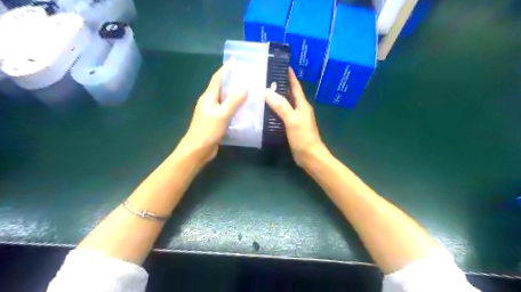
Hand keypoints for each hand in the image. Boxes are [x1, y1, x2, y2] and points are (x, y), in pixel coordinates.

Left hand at [179, 68, 246, 165]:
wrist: (197, 150)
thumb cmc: (207, 131)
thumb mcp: (221, 115)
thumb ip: (233, 101)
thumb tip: (245, 86)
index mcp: (208, 97)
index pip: (217, 79)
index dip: (225, 69)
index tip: (235, 61)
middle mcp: (210, 102)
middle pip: (222, 88)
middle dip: (233, 81)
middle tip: (247, 77)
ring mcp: (213, 113)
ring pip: (226, 100)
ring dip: (235, 95)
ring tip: (250, 91)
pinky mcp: (216, 122)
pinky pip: (227, 111)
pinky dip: (235, 108)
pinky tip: (245, 109)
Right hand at [267, 66, 326, 164]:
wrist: (309, 156)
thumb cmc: (303, 137)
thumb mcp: (292, 120)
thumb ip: (281, 106)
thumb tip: (267, 91)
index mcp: (302, 105)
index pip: (295, 86)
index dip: (290, 76)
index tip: (282, 65)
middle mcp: (299, 109)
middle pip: (289, 94)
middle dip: (279, 85)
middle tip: (265, 78)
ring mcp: (295, 118)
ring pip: (285, 104)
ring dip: (276, 98)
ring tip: (262, 92)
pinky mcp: (291, 127)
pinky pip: (282, 114)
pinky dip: (274, 110)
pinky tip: (265, 110)